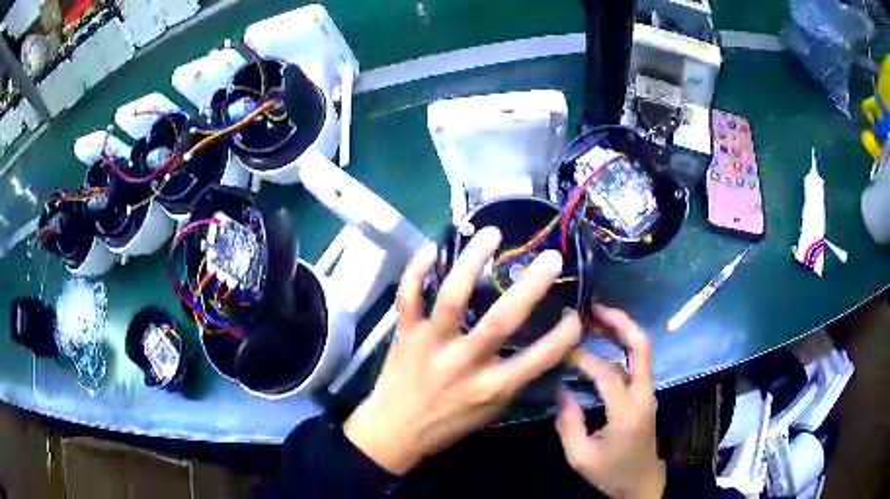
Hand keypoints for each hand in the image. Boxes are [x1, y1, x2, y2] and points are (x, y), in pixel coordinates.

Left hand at [344, 227, 581, 474]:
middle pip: (501, 320)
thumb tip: (543, 347)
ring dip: (473, 262)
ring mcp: (430, 344)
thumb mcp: (491, 411)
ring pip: (452, 297)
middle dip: (530, 287)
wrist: (394, 430)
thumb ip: (515, 378)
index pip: (538, 358)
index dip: (564, 335)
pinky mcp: (405, 332)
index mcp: (490, 387)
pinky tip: (433, 248)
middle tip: (551, 258)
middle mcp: (463, 362)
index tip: (575, 314)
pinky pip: (408, 296)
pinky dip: (417, 270)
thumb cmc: (447, 423)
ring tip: (492, 234)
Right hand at [555, 305, 664, 498]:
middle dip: (620, 322)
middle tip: (593, 308)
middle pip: (641, 347)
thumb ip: (568, 423)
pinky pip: (636, 363)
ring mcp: (648, 393)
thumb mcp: (580, 457)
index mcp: (627, 412)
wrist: (640, 483)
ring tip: (596, 317)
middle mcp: (644, 395)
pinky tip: (603, 343)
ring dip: (621, 330)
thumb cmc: (610, 473)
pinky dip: (621, 346)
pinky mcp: (646, 395)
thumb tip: (561, 388)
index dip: (583, 358)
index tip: (561, 352)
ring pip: (641, 351)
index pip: (607, 373)